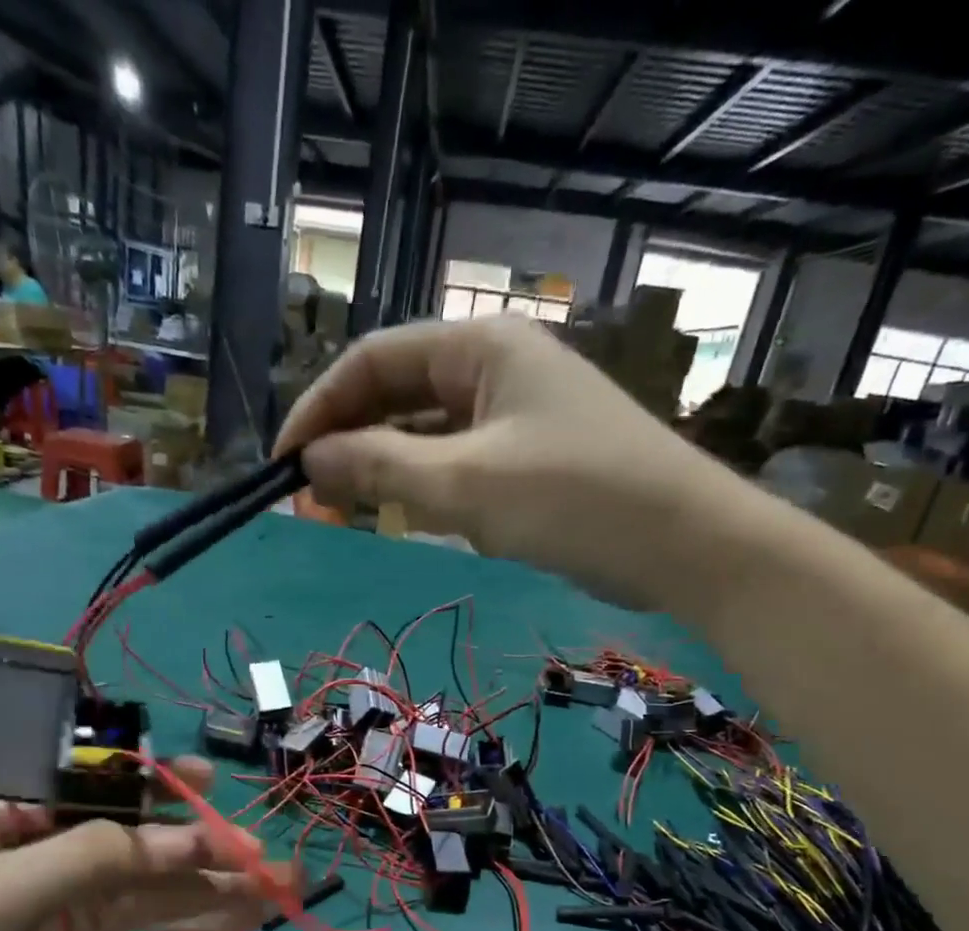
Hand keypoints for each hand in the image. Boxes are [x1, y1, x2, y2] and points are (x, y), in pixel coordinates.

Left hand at [0, 760, 279, 930]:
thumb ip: (91, 858)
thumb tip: (188, 838)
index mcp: (26, 827)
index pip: (106, 793)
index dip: (160, 783)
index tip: (209, 779)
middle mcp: (61, 867)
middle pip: (149, 847)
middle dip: (207, 844)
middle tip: (263, 851)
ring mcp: (81, 924)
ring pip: (165, 897)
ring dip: (221, 888)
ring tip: (282, 882)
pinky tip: (248, 919)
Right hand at [275, 316, 771, 612]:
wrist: (686, 545)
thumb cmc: (575, 500)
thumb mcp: (466, 486)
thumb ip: (380, 470)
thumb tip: (308, 464)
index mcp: (481, 346)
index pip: (373, 360)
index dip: (319, 408)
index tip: (283, 465)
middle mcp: (496, 366)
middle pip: (397, 392)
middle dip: (347, 440)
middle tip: (308, 497)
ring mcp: (517, 412)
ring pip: (425, 431)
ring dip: (382, 466)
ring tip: (343, 509)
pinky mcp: (531, 456)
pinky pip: (457, 461)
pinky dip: (423, 485)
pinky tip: (405, 514)